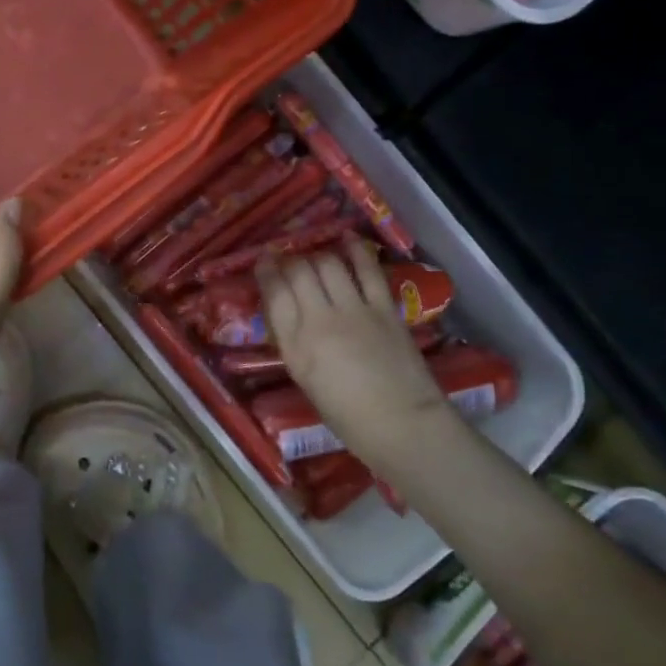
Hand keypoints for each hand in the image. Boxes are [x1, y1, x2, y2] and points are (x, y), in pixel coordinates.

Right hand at [256, 238, 448, 463]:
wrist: (402, 425)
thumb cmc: (347, 415)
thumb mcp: (305, 377)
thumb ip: (294, 340)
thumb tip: (289, 311)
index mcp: (295, 346)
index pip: (274, 293)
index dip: (266, 271)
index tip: (263, 261)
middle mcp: (319, 321)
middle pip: (299, 272)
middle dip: (290, 260)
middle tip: (290, 261)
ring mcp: (353, 311)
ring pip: (328, 264)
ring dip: (318, 256)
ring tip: (316, 259)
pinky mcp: (383, 308)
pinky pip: (367, 270)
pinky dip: (356, 251)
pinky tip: (347, 240)